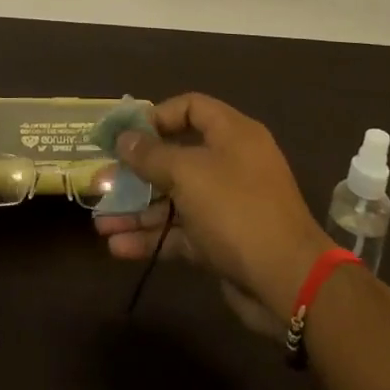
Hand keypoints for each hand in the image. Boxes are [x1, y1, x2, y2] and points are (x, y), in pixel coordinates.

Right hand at [93, 94, 329, 330]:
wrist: (288, 282)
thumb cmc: (236, 209)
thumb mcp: (188, 173)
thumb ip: (151, 155)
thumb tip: (125, 138)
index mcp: (232, 134)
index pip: (191, 107)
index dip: (157, 116)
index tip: (125, 134)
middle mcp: (230, 163)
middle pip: (176, 156)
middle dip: (137, 171)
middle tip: (103, 180)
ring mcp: (226, 204)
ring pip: (174, 199)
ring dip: (138, 210)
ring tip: (101, 224)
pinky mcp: (221, 241)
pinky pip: (181, 231)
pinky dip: (152, 237)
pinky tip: (119, 248)